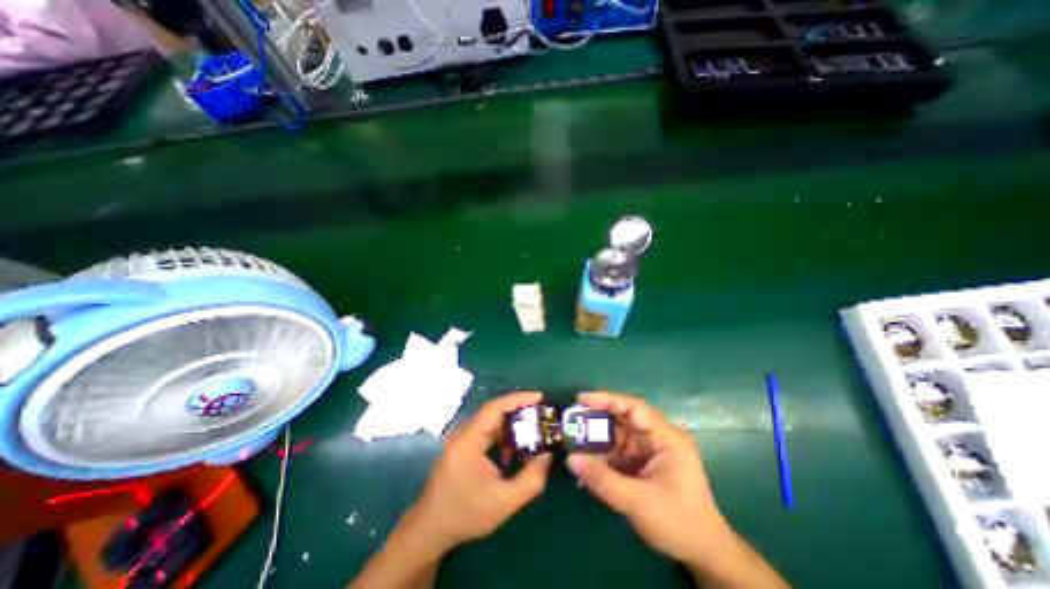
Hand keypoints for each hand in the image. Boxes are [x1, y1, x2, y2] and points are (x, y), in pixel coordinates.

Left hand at [408, 392, 551, 551]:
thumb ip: (532, 479)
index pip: (495, 408)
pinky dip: (505, 436)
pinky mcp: (464, 445)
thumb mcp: (505, 501)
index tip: (540, 397)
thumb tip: (548, 455)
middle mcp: (464, 432)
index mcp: (469, 439)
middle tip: (543, 414)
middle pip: (495, 412)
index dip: (518, 399)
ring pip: (493, 422)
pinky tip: (517, 448)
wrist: (431, 529)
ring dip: (514, 424)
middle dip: (520, 410)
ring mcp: (463, 438)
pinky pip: (488, 432)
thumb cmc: (466, 514)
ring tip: (536, 429)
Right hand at [567, 392, 732, 564]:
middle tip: (572, 418)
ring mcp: (650, 449)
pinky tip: (587, 460)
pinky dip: (603, 454)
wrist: (703, 553)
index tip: (581, 398)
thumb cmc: (679, 523)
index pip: (635, 408)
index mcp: (667, 438)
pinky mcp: (642, 462)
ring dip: (598, 437)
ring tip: (574, 439)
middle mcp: (658, 437)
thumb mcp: (638, 502)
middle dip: (598, 417)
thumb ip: (603, 480)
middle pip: (624, 418)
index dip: (607, 399)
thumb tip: (571, 459)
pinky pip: (618, 450)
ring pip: (618, 434)